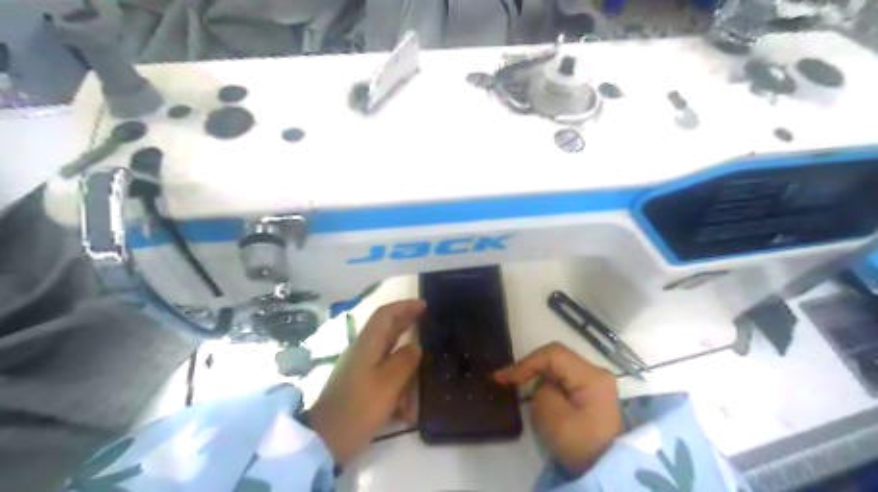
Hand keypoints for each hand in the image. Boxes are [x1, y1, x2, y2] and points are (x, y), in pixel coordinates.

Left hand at [306, 299, 423, 463]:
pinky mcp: (361, 386)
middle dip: (408, 325)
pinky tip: (406, 409)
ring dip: (406, 368)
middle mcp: (364, 351)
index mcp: (368, 344)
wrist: (326, 440)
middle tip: (429, 325)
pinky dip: (398, 386)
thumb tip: (416, 346)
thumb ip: (405, 360)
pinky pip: (385, 377)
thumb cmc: (359, 408)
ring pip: (390, 357)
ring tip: (421, 382)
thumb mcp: (388, 383)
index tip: (425, 305)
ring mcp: (361, 369)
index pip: (385, 314)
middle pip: (388, 330)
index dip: (405, 306)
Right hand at [494, 340, 623, 474]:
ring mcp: (594, 382)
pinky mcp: (590, 393)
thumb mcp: (552, 417)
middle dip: (530, 367)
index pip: (553, 354)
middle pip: (556, 358)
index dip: (526, 362)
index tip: (504, 378)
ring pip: (558, 368)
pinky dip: (547, 384)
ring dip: (537, 376)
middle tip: (506, 380)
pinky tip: (535, 394)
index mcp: (591, 376)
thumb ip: (541, 390)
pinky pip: (563, 380)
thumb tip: (542, 386)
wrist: (605, 471)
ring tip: (517, 386)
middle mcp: (596, 372)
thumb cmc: (579, 444)